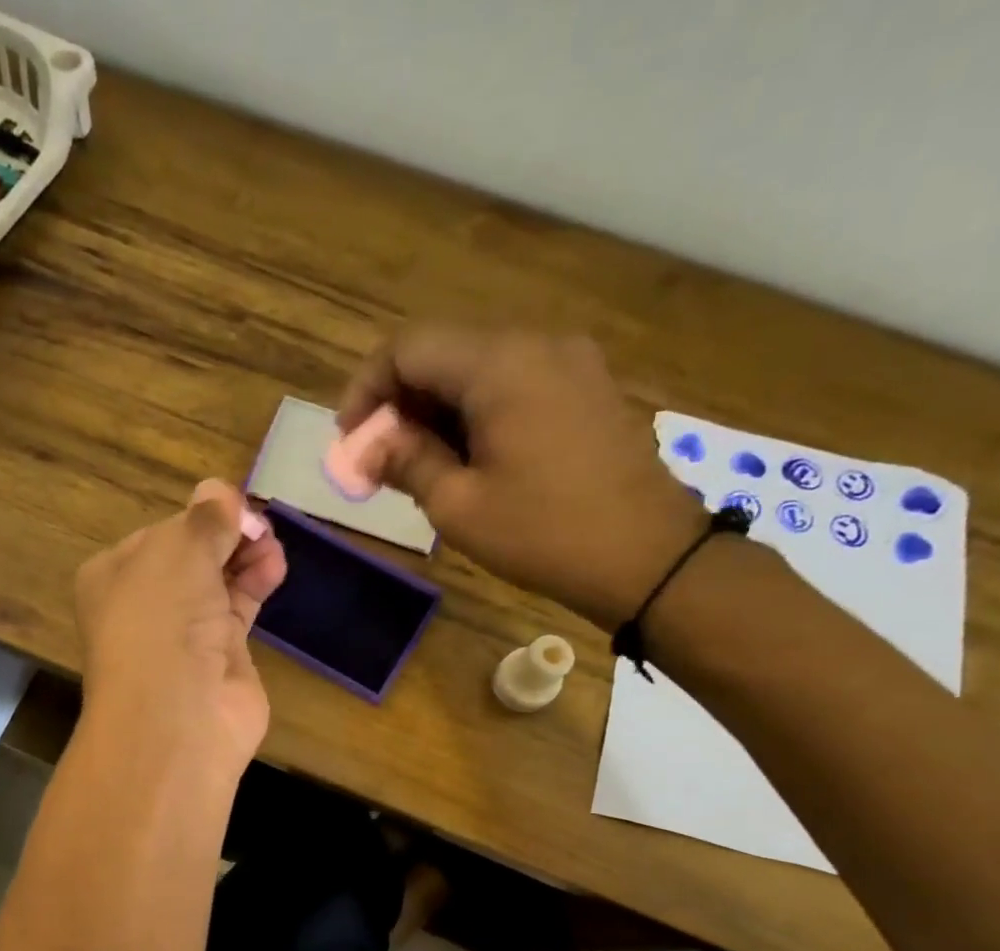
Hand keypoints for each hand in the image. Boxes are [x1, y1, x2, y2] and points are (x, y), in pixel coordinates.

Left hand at [75, 479, 286, 772]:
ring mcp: (184, 633)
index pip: (162, 533)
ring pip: (219, 581)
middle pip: (193, 556)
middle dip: (226, 536)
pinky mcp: (222, 656)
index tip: (233, 505)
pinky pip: (240, 608)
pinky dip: (256, 584)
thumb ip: (204, 519)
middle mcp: (147, 604)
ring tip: (271, 543)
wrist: (177, 716)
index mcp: (115, 575)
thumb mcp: (178, 551)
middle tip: (258, 524)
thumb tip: (219, 490)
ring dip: (246, 557)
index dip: (199, 517)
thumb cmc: (161, 620)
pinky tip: (274, 566)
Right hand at [340, 328, 703, 631]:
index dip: (367, 390)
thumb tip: (370, 444)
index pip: (408, 349)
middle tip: (381, 461)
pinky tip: (469, 459)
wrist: (648, 557)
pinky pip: (515, 384)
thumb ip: (407, 462)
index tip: (351, 441)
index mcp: (498, 365)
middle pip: (444, 354)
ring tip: (421, 467)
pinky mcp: (587, 388)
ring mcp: (569, 362)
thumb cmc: (543, 533)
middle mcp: (536, 344)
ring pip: (479, 369)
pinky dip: (477, 413)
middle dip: (401, 404)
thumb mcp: (458, 506)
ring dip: (438, 411)